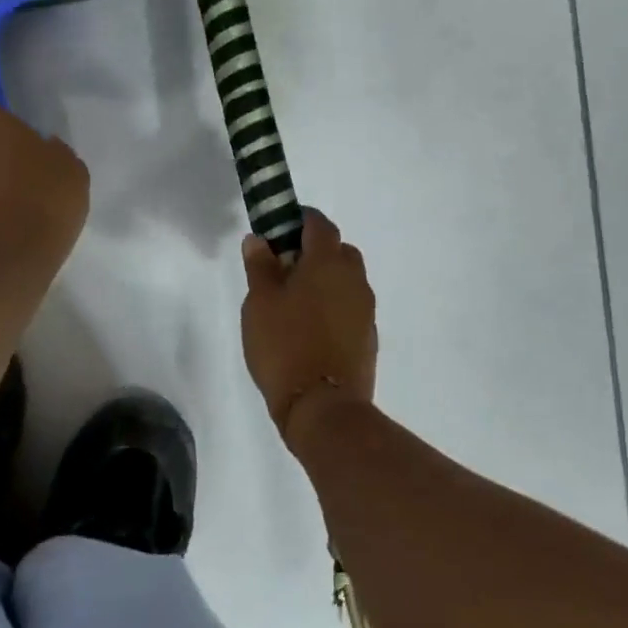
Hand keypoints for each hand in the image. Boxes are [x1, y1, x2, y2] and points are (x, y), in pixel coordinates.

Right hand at [240, 208, 377, 448]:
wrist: (324, 407)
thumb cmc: (285, 345)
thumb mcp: (260, 303)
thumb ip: (260, 266)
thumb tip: (259, 240)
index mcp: (328, 262)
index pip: (319, 224)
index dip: (300, 220)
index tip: (279, 228)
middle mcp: (354, 279)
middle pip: (338, 250)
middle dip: (314, 251)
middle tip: (284, 268)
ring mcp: (365, 309)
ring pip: (346, 280)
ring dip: (325, 280)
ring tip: (294, 301)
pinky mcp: (368, 337)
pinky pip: (349, 307)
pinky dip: (333, 306)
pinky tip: (310, 328)